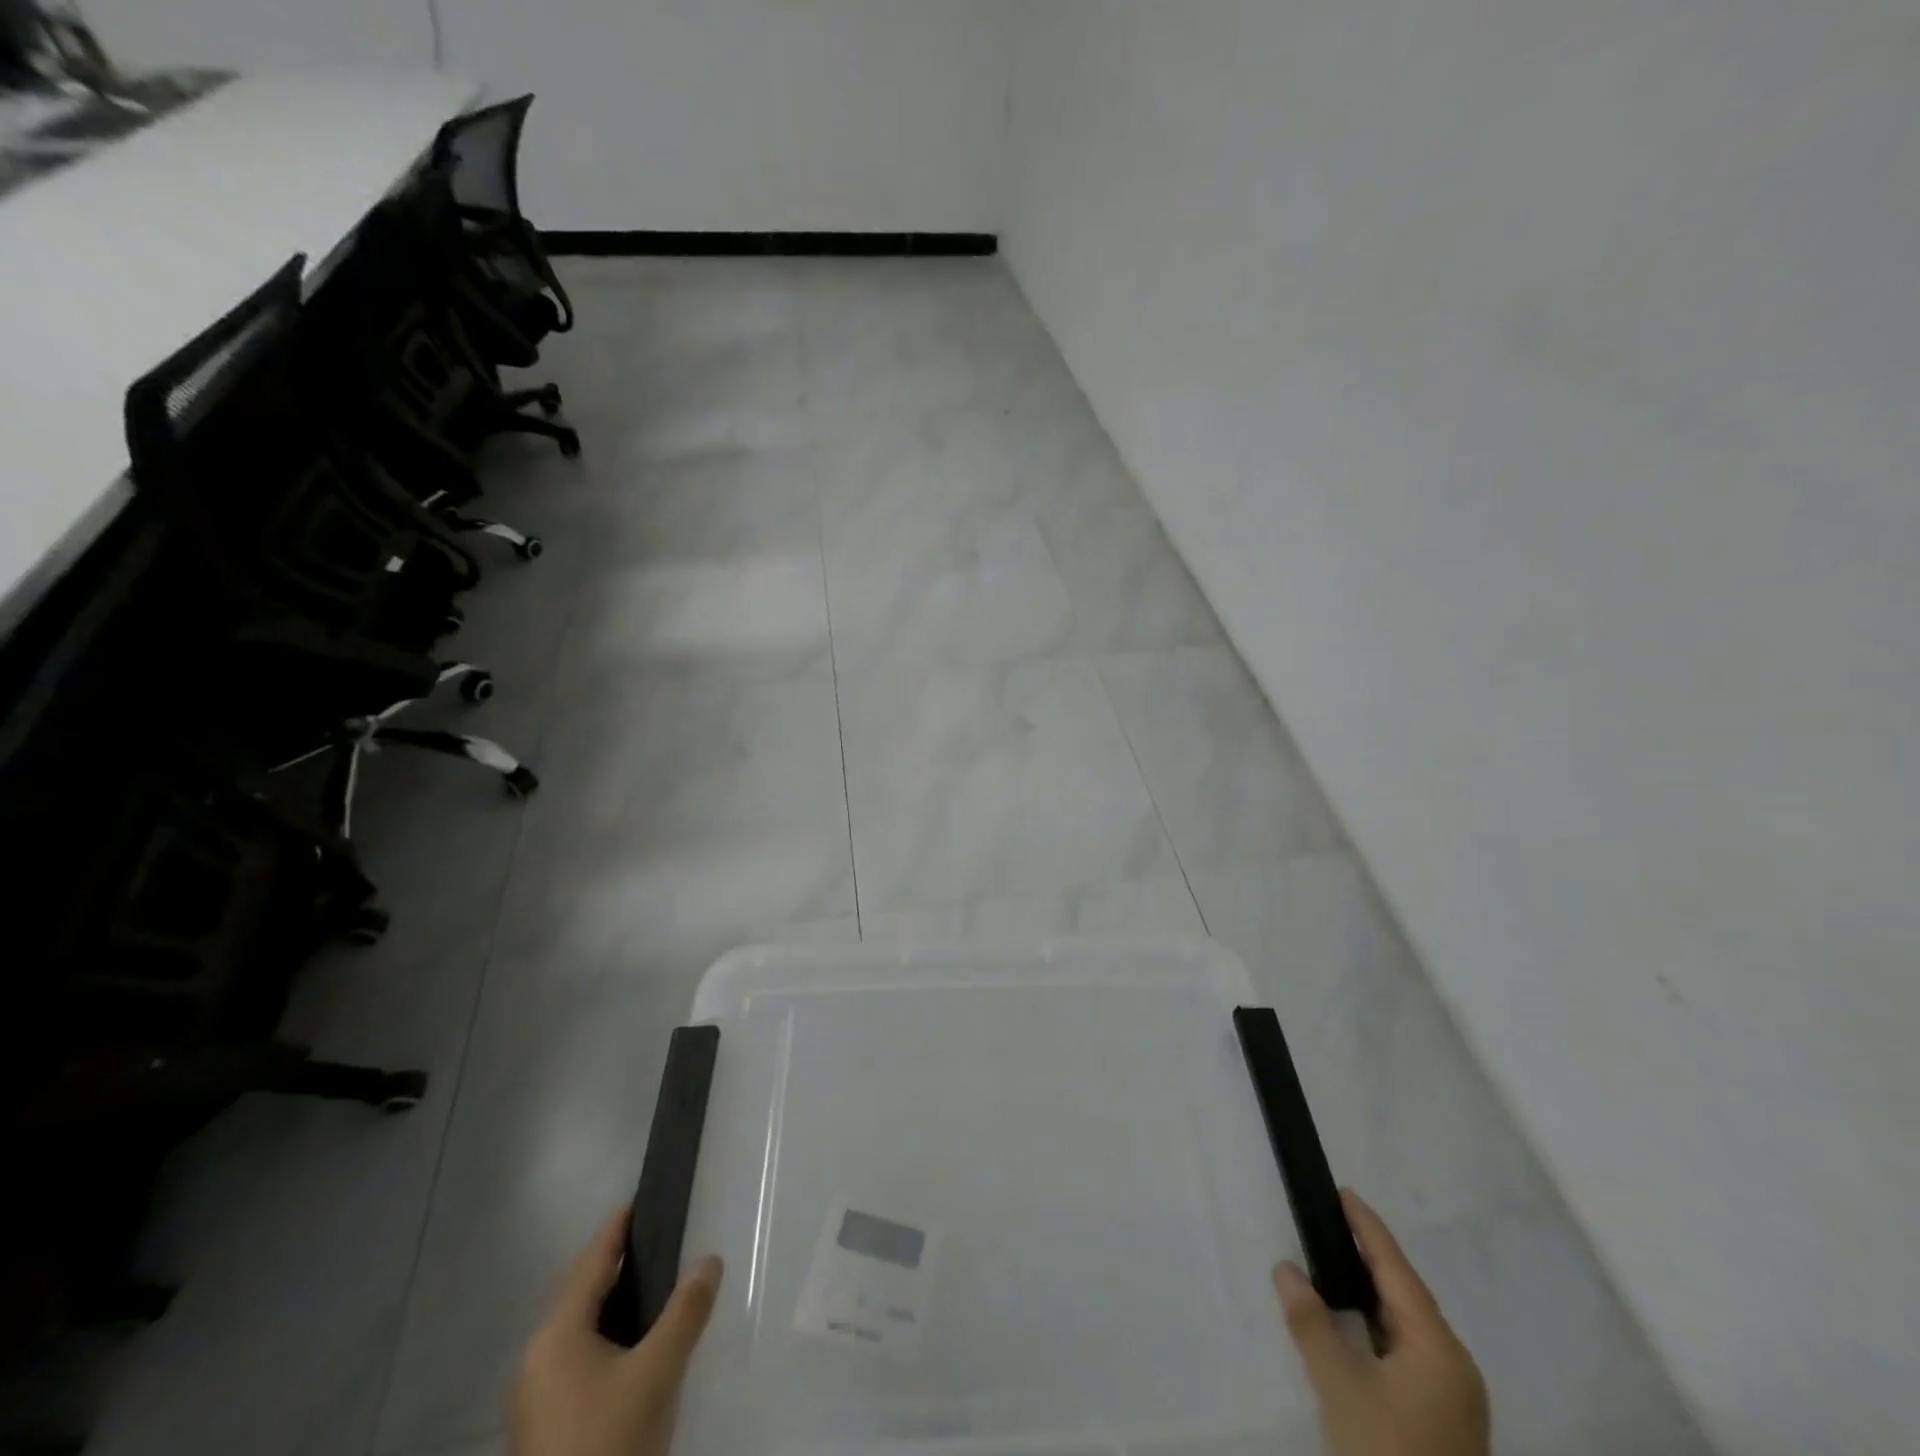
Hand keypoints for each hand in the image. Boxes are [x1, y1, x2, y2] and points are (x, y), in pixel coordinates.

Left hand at [513, 1206, 723, 1455]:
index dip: (618, 1227)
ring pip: (579, 1327)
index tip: (642, 1196)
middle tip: (659, 1238)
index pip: (592, 1261)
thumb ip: (686, 1311)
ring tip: (656, 1285)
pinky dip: (607, 1335)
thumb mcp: (658, 1372)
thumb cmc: (610, 1441)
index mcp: (555, 1335)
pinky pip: (578, 1356)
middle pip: (581, 1291)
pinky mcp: (545, 1424)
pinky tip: (636, 1344)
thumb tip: (710, 1259)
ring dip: (614, 1302)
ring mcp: (536, 1396)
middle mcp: (537, 1357)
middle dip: (618, 1263)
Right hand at [1275, 1190, 1488, 1455]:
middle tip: (1332, 1220)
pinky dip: (1377, 1326)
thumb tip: (1285, 1267)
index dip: (1368, 1229)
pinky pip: (1407, 1351)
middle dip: (1369, 1257)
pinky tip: (1354, 1324)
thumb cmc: (1387, 1452)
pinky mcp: (1443, 1420)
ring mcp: (1453, 1397)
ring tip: (1335, 1262)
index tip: (1343, 1192)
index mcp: (1439, 1348)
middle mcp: (1454, 1365)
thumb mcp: (1341, 1389)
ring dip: (1372, 1293)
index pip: (1397, 1269)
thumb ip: (1311, 1323)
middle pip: (1407, 1295)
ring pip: (1407, 1326)